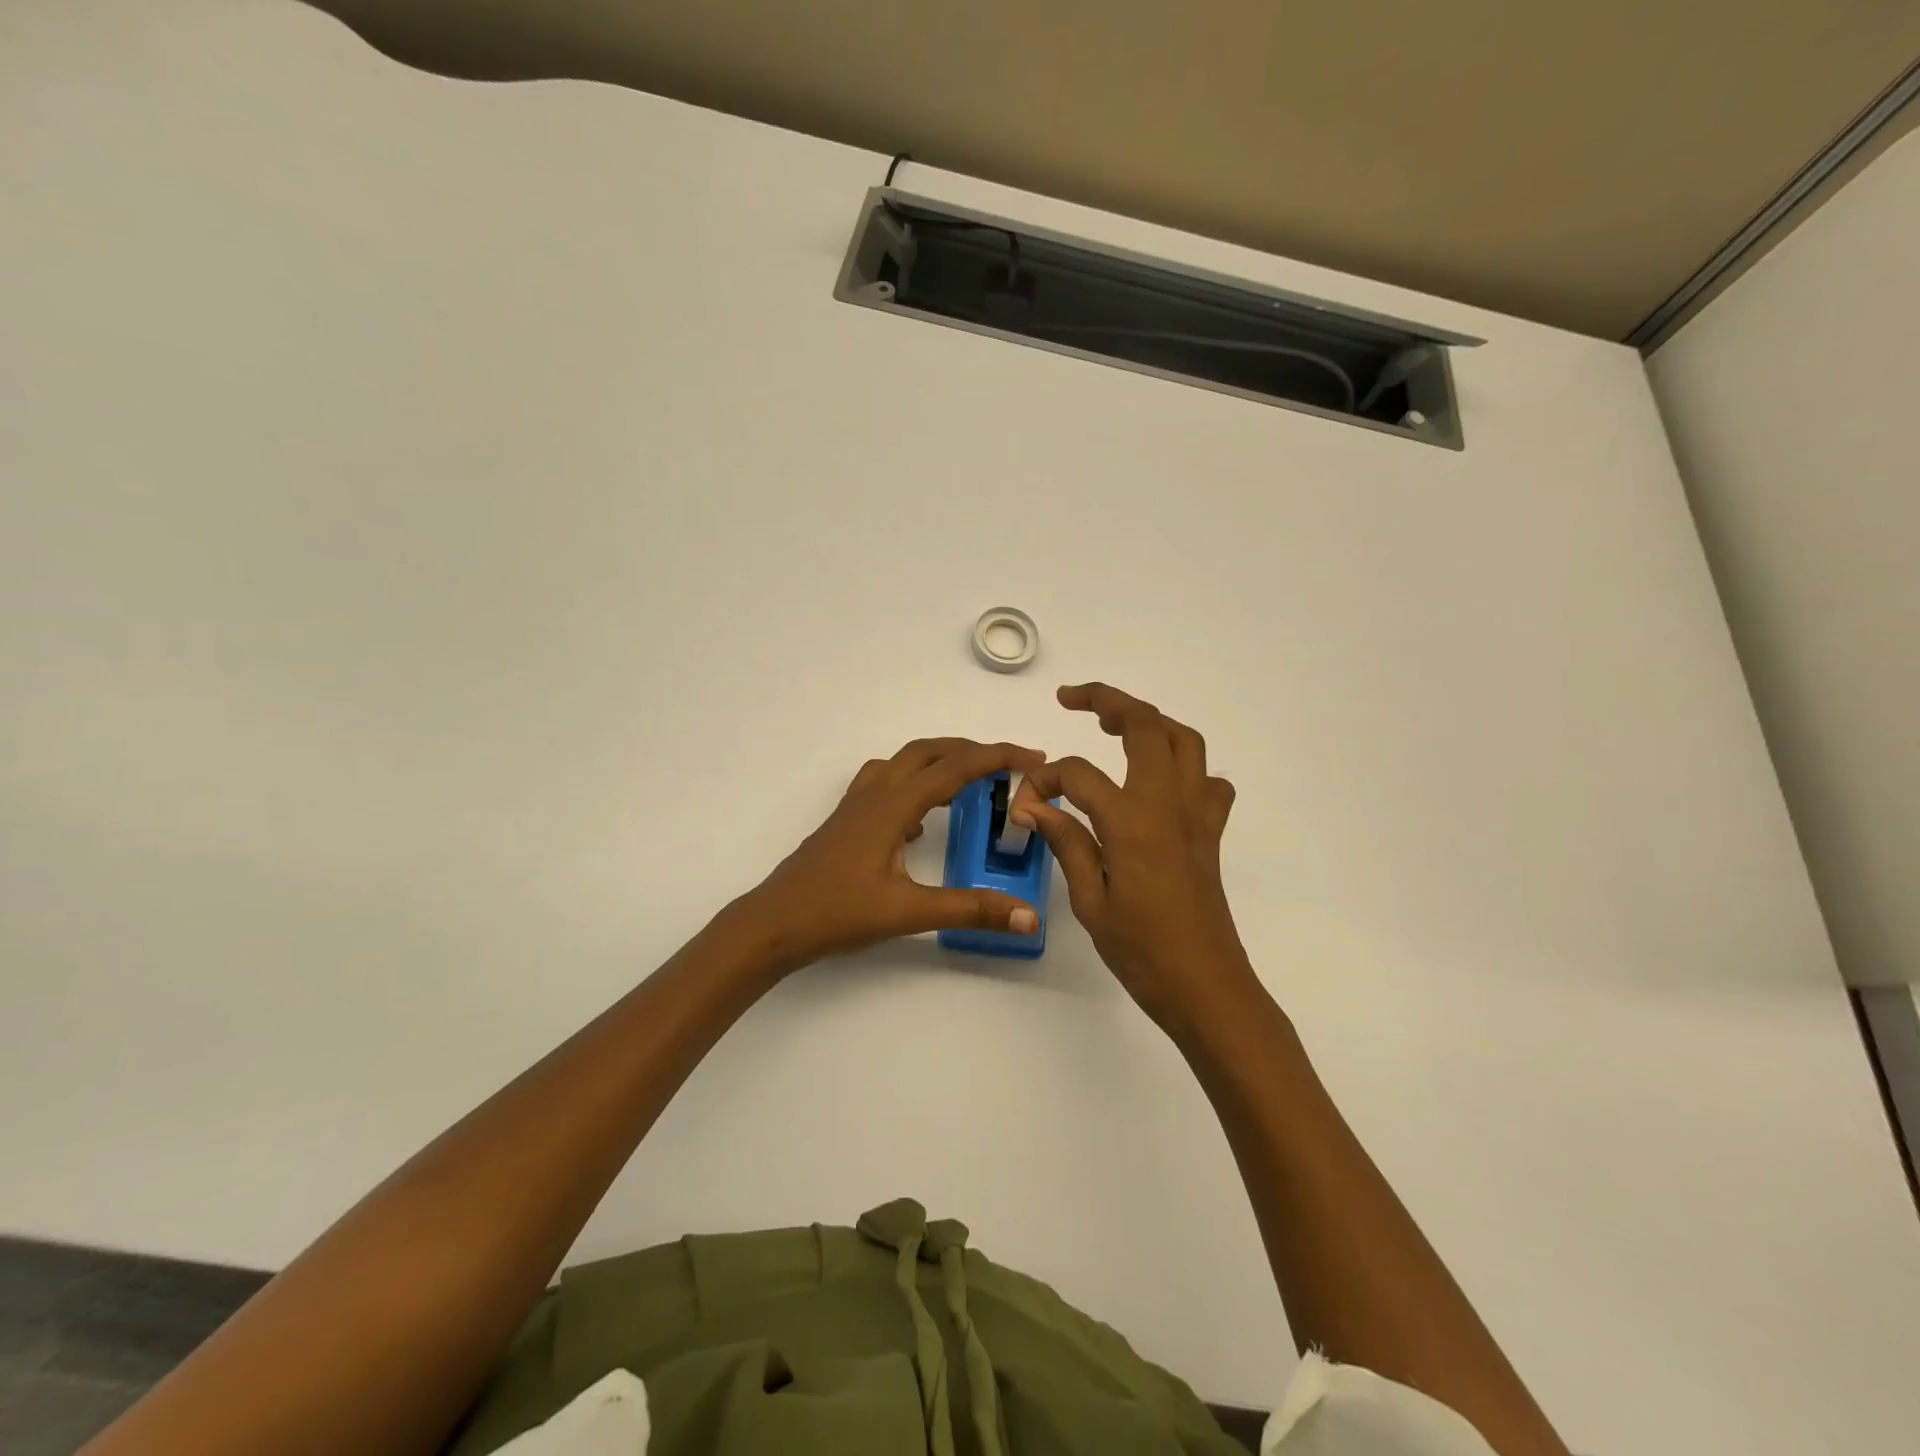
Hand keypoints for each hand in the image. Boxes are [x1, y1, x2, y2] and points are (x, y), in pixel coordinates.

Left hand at [733, 737, 1047, 970]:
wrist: (773, 923)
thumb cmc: (836, 913)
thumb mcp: (908, 913)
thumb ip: (969, 909)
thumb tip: (1028, 914)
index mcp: (893, 805)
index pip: (955, 768)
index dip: (998, 757)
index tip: (1034, 756)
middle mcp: (875, 794)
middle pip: (928, 751)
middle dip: (970, 750)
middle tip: (1007, 764)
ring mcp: (855, 806)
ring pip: (902, 763)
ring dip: (939, 762)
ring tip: (969, 782)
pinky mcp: (845, 822)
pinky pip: (885, 785)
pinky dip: (913, 786)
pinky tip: (919, 822)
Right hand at [1012, 684, 1259, 1032]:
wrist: (1206, 986)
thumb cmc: (1141, 951)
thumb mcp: (1089, 900)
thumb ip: (1066, 841)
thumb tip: (1033, 806)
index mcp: (1131, 821)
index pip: (1079, 774)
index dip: (1044, 780)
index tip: (1025, 803)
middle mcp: (1169, 803)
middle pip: (1145, 725)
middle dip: (1107, 700)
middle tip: (1072, 699)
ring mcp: (1197, 814)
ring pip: (1184, 740)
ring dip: (1150, 721)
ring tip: (1115, 723)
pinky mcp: (1211, 832)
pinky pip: (1208, 781)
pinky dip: (1186, 766)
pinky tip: (1160, 782)